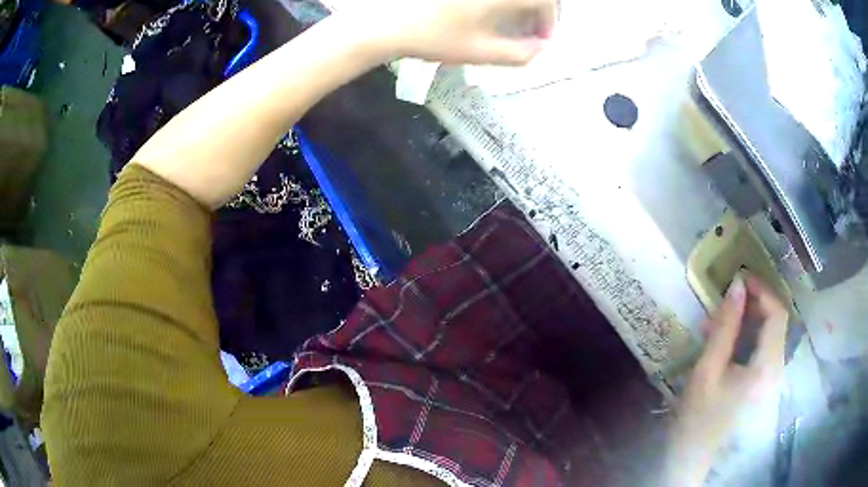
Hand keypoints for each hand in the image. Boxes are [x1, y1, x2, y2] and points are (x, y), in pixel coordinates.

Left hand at [342, 0, 556, 65]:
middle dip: (541, 10)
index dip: (550, 21)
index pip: (545, 2)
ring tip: (512, 22)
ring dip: (521, 5)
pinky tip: (490, 13)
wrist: (386, 20)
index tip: (542, 40)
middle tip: (533, 30)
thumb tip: (541, 49)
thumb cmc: (434, 37)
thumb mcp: (481, 51)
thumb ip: (519, 53)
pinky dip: (501, 3)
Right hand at [666, 274, 788, 485]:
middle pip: (775, 322)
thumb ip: (725, 326)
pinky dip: (747, 336)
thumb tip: (736, 285)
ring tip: (718, 322)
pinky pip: (762, 348)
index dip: (762, 290)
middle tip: (725, 301)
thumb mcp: (708, 369)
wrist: (694, 456)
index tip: (740, 277)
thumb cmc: (698, 417)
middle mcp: (777, 370)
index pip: (777, 315)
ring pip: (768, 334)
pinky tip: (725, 341)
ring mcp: (772, 378)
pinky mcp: (764, 383)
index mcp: (767, 368)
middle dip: (752, 305)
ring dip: (747, 321)